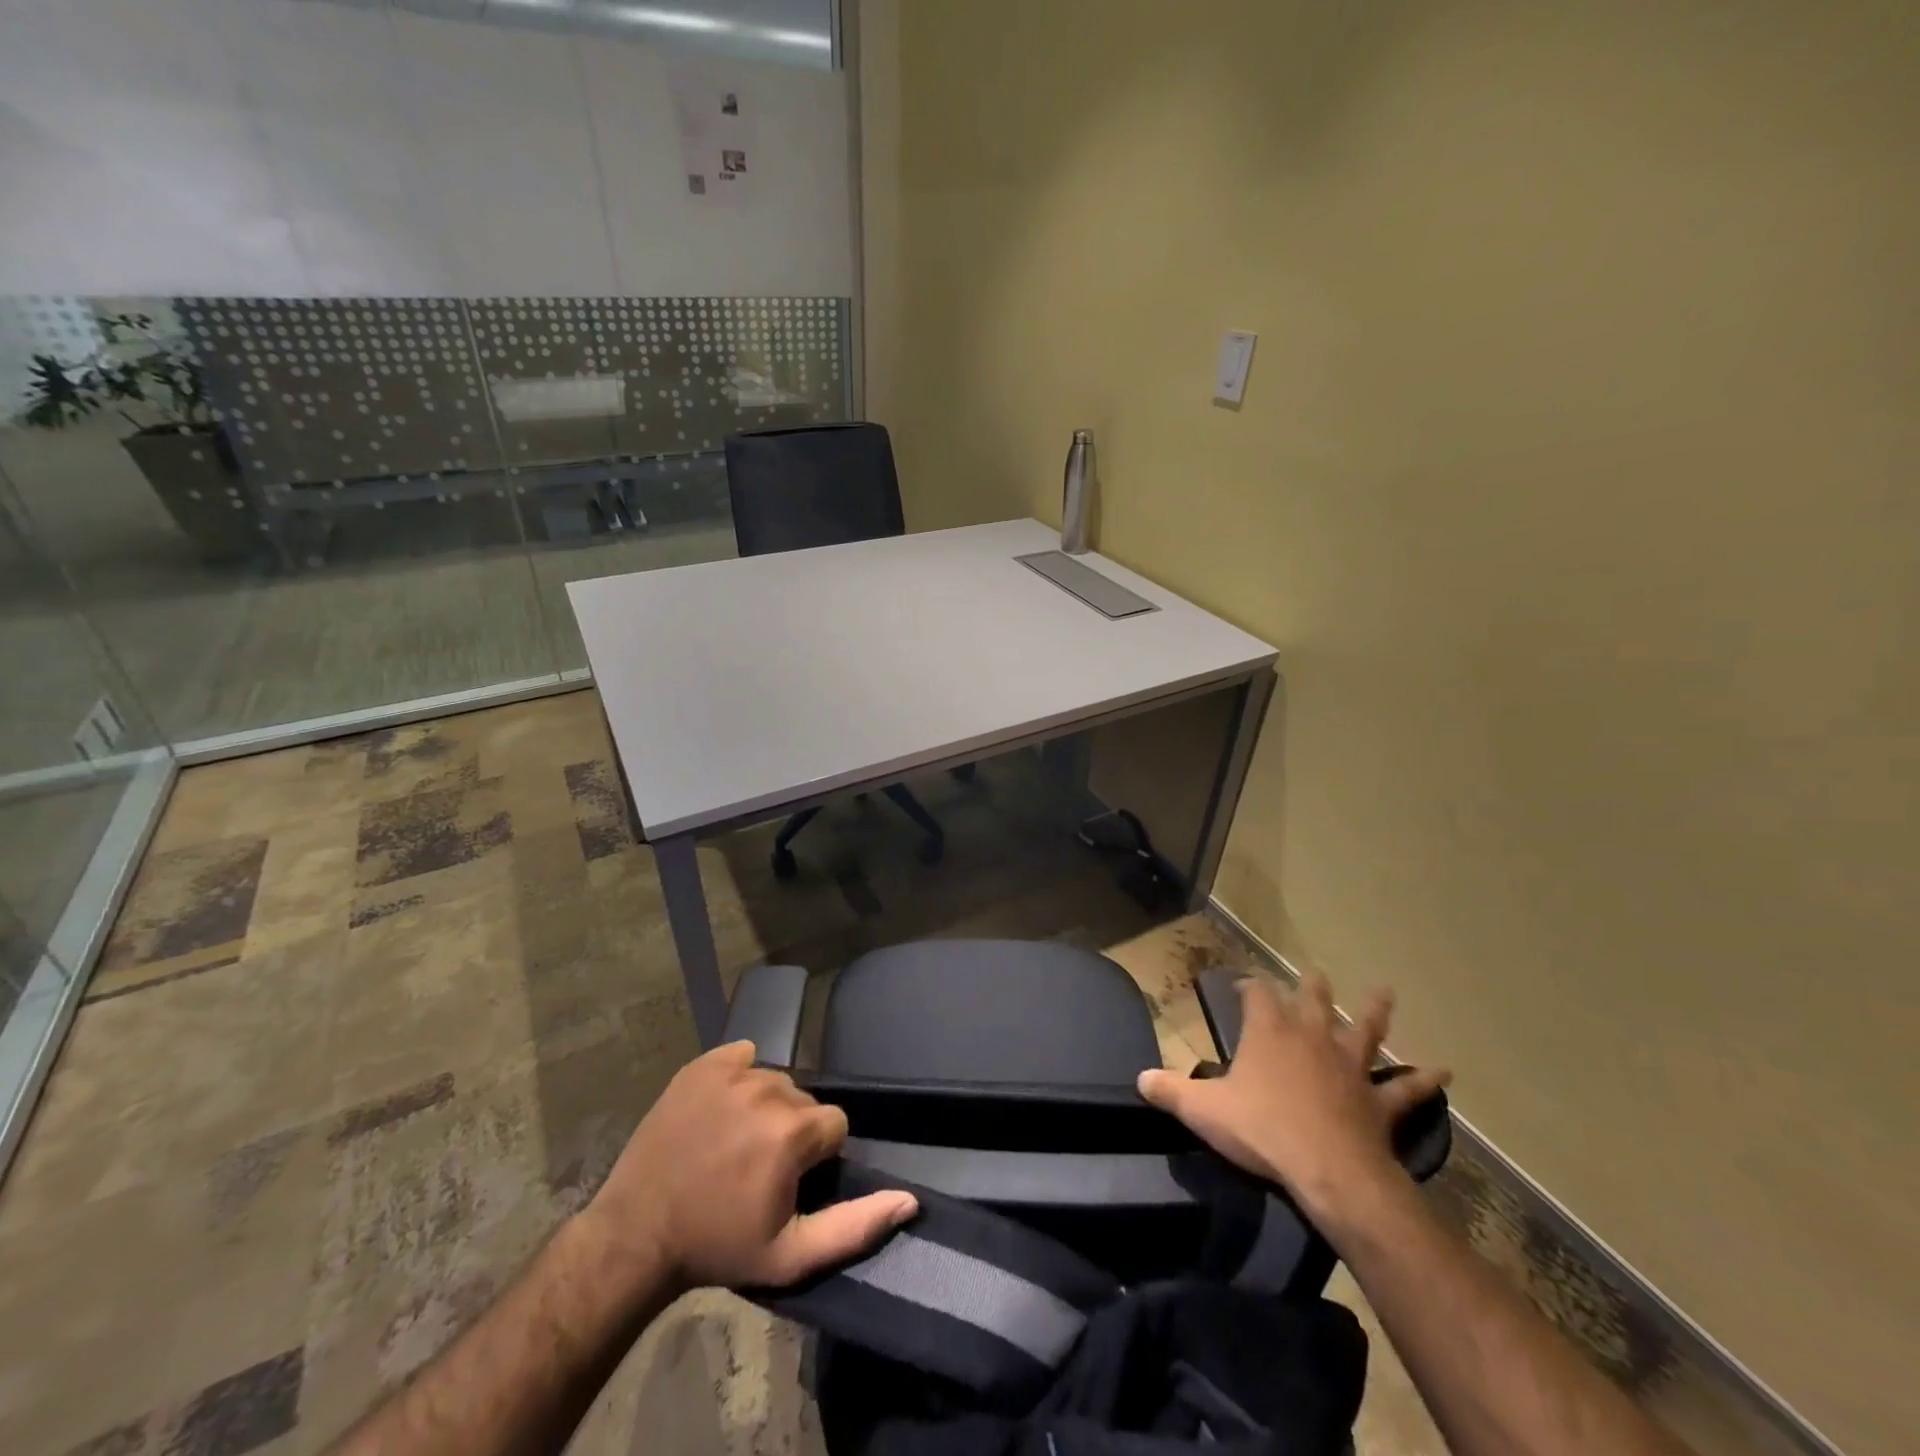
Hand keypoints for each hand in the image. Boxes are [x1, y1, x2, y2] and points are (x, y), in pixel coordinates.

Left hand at [578, 1042, 916, 1295]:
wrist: (636, 1234)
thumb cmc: (718, 1246)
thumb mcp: (790, 1255)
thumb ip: (856, 1226)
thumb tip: (910, 1200)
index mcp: (792, 1131)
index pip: (834, 1125)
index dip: (816, 1157)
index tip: (786, 1182)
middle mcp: (769, 1088)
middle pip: (804, 1100)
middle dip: (792, 1130)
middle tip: (755, 1169)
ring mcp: (733, 1071)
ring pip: (775, 1080)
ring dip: (766, 1108)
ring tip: (734, 1144)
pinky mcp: (704, 1062)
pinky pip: (743, 1056)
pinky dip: (740, 1079)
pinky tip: (720, 1111)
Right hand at [1137, 973, 1449, 1223]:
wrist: (1328, 1171)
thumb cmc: (1261, 1131)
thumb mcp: (1203, 1111)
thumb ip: (1169, 1091)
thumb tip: (1140, 1078)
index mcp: (1268, 1033)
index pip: (1257, 996)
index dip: (1250, 988)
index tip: (1244, 986)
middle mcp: (1310, 1038)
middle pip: (1312, 1000)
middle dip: (1310, 986)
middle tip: (1314, 973)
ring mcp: (1349, 1067)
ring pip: (1364, 1031)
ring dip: (1373, 1012)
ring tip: (1384, 991)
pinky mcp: (1378, 1101)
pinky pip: (1406, 1088)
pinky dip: (1425, 1080)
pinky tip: (1446, 1072)